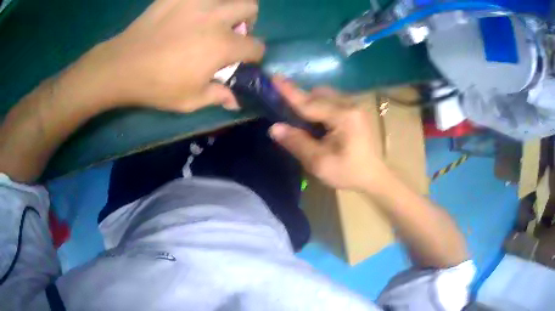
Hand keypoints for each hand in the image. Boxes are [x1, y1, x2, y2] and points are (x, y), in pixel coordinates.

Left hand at [83, 0, 263, 111]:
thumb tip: (236, 100)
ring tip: (214, 17)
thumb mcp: (189, 101)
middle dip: (248, 21)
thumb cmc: (156, 86)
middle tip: (231, 31)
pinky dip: (202, 2)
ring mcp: (196, 2)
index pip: (256, 46)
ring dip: (228, 6)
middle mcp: (216, 18)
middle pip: (250, 8)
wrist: (122, 65)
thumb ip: (218, 96)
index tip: (244, 60)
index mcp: (222, 45)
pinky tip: (190, 12)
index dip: (254, 55)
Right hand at [269, 77, 390, 190]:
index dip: (289, 92)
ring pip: (325, 96)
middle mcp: (350, 105)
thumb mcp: (320, 163)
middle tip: (283, 108)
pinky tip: (315, 121)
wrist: (374, 176)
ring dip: (310, 102)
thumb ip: (297, 143)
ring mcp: (354, 106)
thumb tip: (274, 128)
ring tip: (299, 118)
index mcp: (343, 117)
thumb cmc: (349, 173)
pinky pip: (332, 101)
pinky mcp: (355, 111)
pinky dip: (319, 106)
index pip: (310, 103)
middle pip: (318, 95)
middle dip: (300, 98)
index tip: (274, 77)